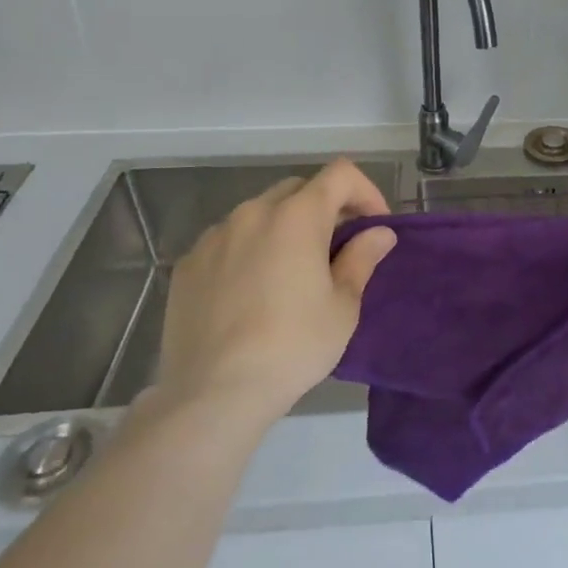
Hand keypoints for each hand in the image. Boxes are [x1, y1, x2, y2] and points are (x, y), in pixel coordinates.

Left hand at [157, 159, 396, 425]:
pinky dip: (249, 250)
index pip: (341, 174)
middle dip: (325, 209)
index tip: (374, 226)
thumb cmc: (293, 346)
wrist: (213, 393)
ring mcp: (214, 237)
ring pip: (260, 214)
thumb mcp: (342, 306)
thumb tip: (380, 233)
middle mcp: (253, 213)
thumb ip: (362, 259)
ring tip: (292, 271)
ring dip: (284, 228)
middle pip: (299, 190)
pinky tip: (251, 291)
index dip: (365, 191)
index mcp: (297, 216)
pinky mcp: (187, 265)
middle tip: (338, 248)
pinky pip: (228, 241)